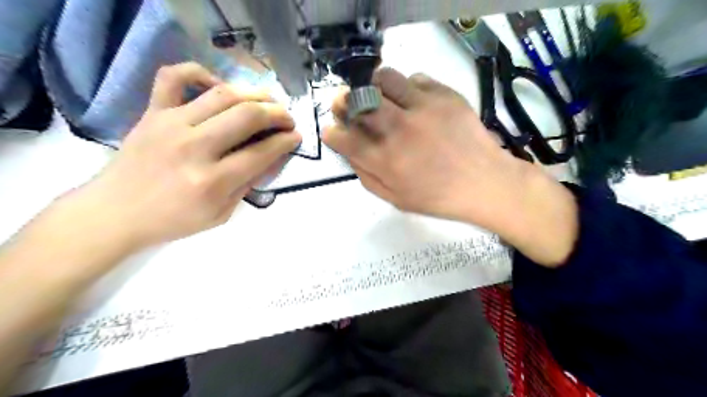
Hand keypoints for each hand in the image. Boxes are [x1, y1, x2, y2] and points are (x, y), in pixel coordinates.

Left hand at [77, 61, 299, 247]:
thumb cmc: (174, 220)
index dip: (286, 141)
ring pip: (223, 94)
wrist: (116, 212)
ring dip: (254, 94)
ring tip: (267, 102)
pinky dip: (200, 71)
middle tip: (287, 119)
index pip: (262, 152)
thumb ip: (248, 184)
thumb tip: (272, 156)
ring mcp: (170, 124)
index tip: (296, 137)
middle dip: (278, 114)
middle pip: (248, 116)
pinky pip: (174, 76)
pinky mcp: (152, 112)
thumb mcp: (221, 214)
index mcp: (212, 181)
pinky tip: (217, 85)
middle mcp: (194, 148)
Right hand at [323, 67, 526, 228]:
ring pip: (383, 78)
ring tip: (379, 96)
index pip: (344, 138)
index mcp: (385, 160)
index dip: (332, 132)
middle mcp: (398, 130)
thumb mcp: (396, 199)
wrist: (484, 183)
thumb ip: (367, 177)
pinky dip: (407, 87)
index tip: (332, 130)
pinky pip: (415, 78)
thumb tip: (350, 153)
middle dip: (344, 101)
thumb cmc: (438, 197)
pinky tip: (412, 101)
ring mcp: (422, 108)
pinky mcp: (443, 95)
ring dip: (374, 86)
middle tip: (347, 104)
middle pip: (358, 101)